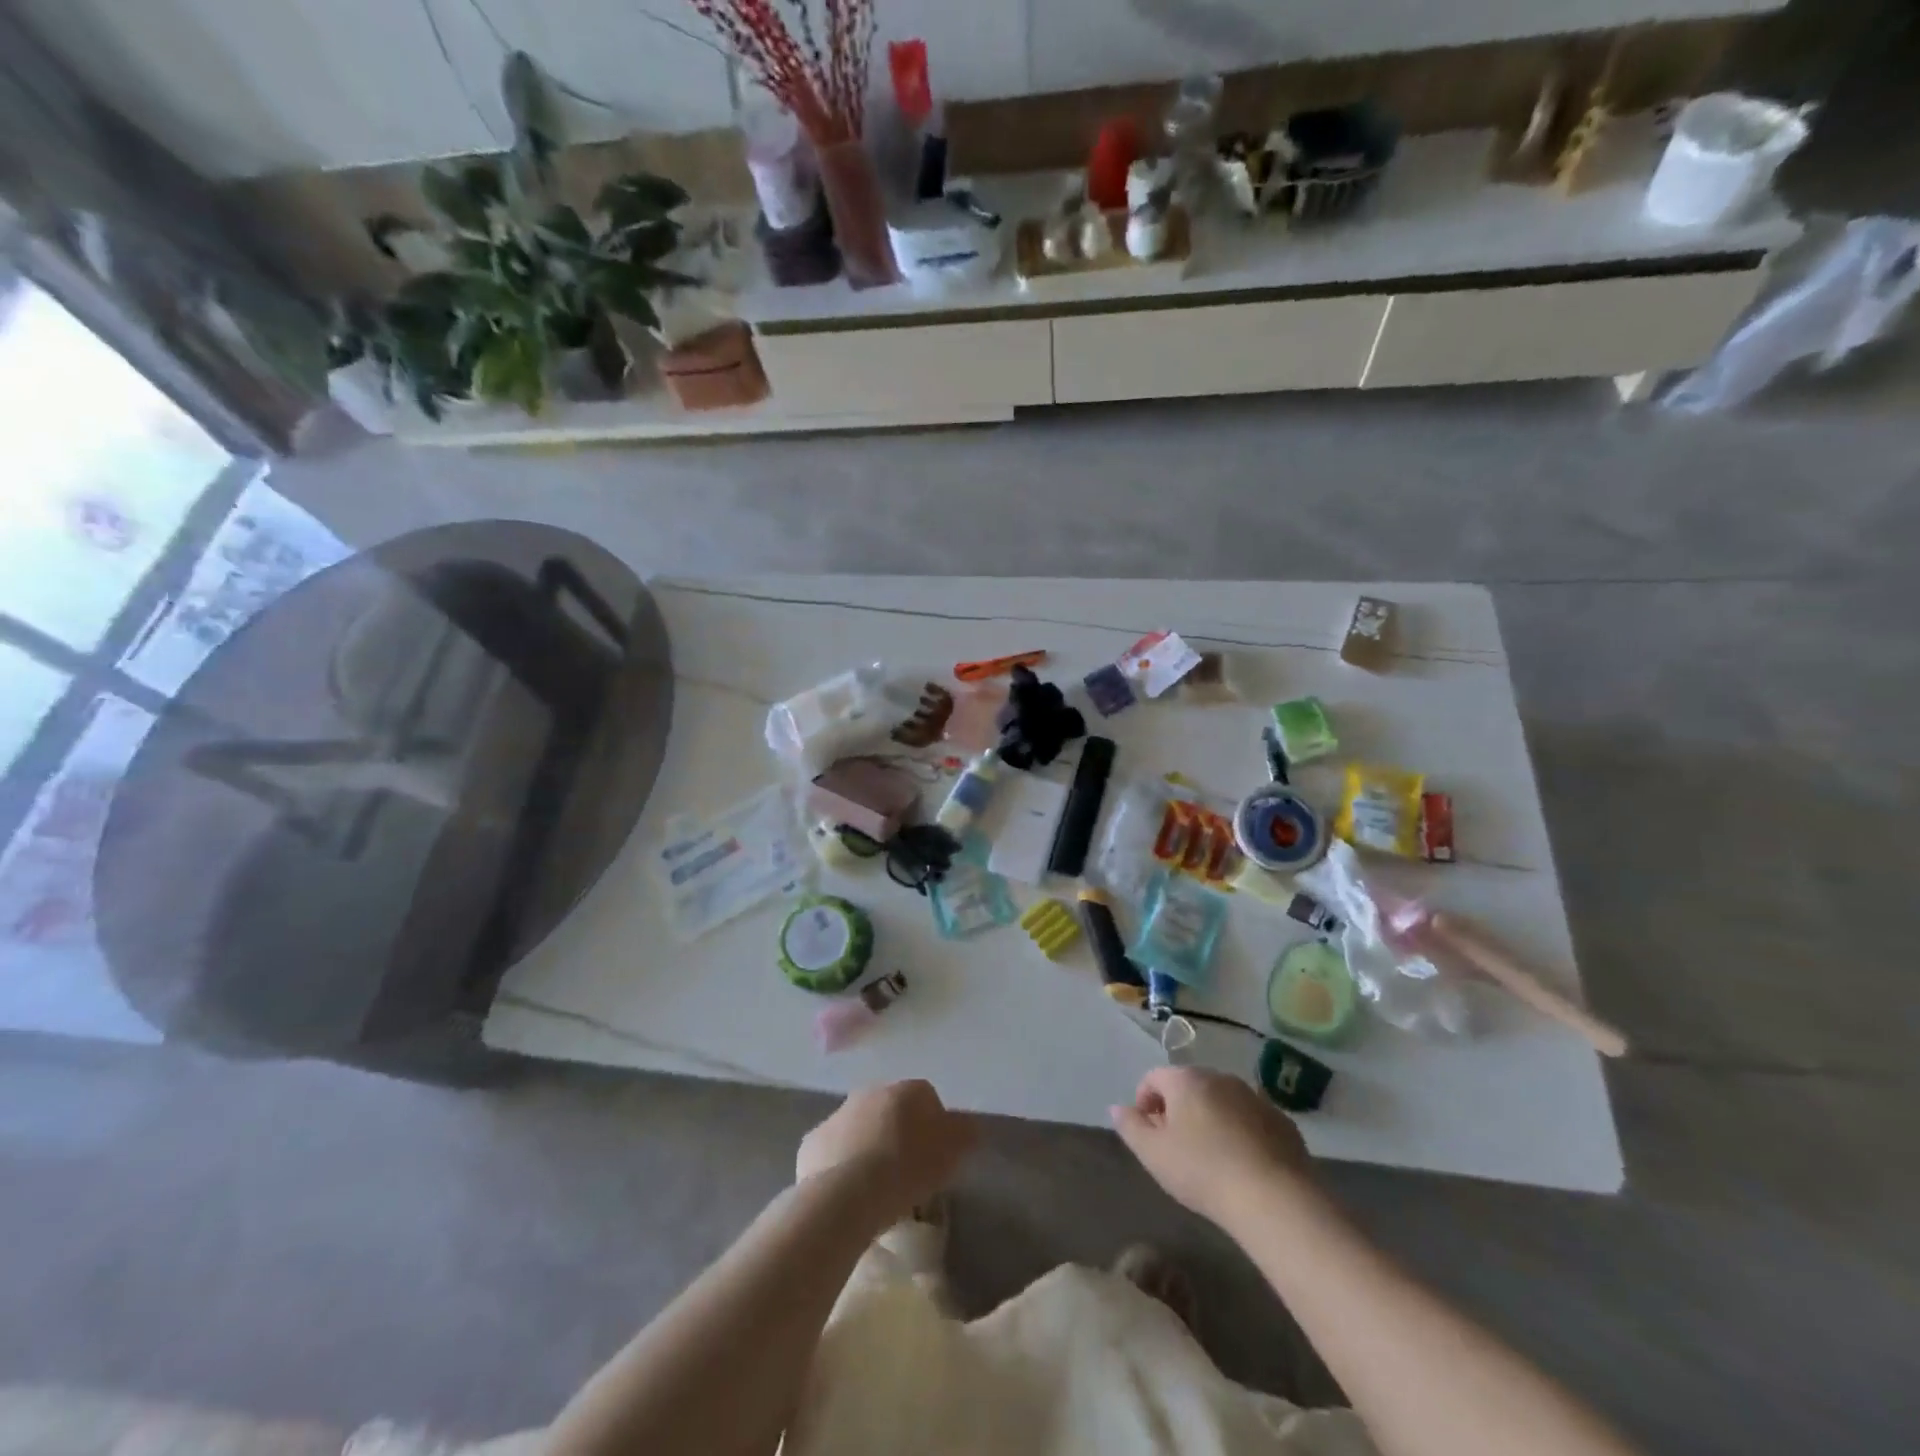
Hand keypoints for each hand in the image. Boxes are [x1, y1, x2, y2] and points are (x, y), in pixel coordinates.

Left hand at [797, 1080, 976, 1226]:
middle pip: (891, 1111)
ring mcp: (837, 1115)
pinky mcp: (812, 1142)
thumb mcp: (951, 1153)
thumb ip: (965, 1133)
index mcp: (905, 1090)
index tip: (936, 1159)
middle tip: (907, 1172)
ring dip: (869, 1148)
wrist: (845, 1195)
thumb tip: (968, 1127)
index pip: (927, 1098)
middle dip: (898, 1134)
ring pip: (860, 1129)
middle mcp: (870, 1092)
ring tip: (877, 1189)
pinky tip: (849, 1195)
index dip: (934, 1127)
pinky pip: (834, 1152)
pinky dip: (841, 1166)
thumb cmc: (906, 1169)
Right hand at [1110, 1066, 1311, 1229]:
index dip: (1144, 1102)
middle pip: (1189, 1086)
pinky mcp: (1281, 1120)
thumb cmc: (1203, 1171)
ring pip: (1221, 1101)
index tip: (1148, 1134)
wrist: (1274, 1198)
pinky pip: (1250, 1119)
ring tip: (1210, 1158)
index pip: (1154, 1078)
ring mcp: (1254, 1096)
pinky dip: (1240, 1132)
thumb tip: (1118, 1108)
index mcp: (1186, 1080)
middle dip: (1178, 1110)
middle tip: (1176, 1147)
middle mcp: (1219, 1077)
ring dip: (1210, 1119)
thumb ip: (1130, 1127)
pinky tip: (1242, 1164)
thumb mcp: (1153, 1154)